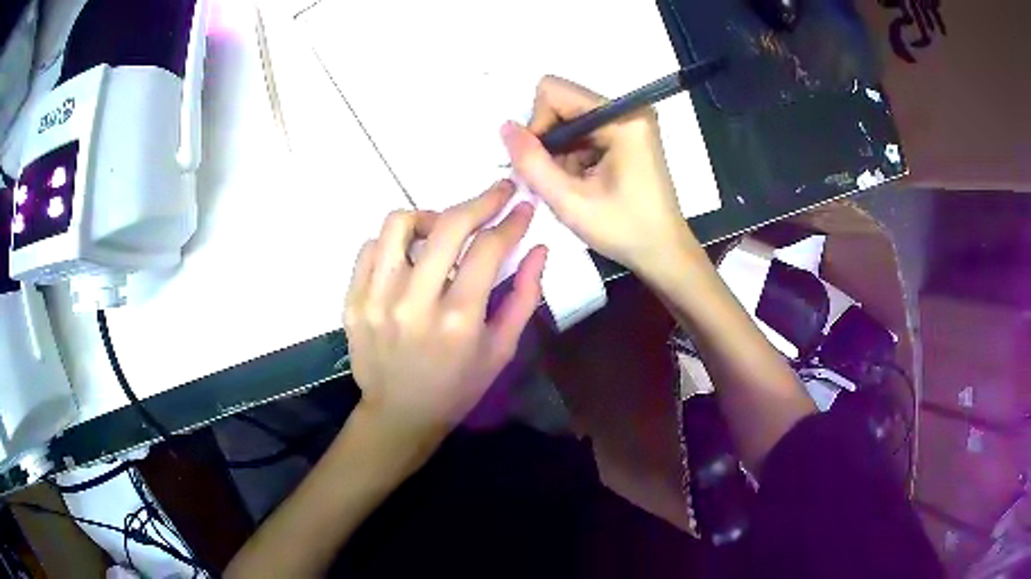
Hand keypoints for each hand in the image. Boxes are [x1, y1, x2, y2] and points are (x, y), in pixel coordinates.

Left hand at [344, 180, 546, 454]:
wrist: (400, 415)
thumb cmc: (458, 387)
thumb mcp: (501, 350)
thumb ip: (524, 296)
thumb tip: (538, 248)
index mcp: (458, 320)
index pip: (488, 249)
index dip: (511, 221)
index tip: (522, 207)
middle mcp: (413, 303)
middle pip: (447, 226)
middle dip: (480, 201)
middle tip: (497, 194)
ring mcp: (375, 300)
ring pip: (398, 224)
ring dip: (429, 217)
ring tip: (441, 231)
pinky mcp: (352, 301)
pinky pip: (371, 247)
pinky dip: (394, 242)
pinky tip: (409, 257)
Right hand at [501, 75, 704, 279]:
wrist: (664, 253)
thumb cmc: (623, 230)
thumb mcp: (569, 201)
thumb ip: (531, 162)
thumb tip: (505, 127)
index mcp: (622, 118)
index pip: (554, 92)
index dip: (537, 125)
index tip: (543, 164)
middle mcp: (628, 109)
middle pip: (562, 102)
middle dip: (548, 139)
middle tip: (555, 178)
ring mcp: (630, 121)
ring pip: (570, 118)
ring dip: (560, 151)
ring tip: (573, 185)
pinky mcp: (628, 134)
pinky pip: (584, 131)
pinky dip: (574, 155)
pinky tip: (584, 182)